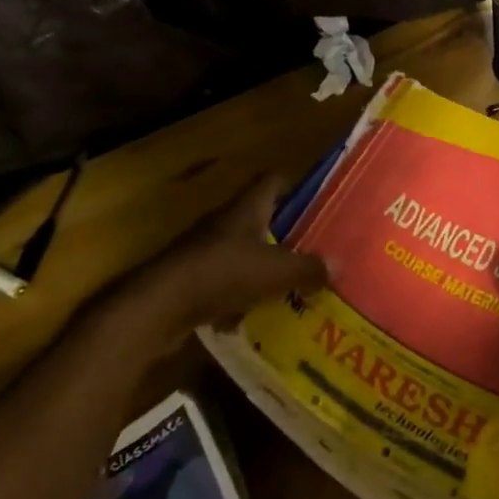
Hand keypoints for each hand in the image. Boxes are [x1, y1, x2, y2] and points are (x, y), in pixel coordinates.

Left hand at [96, 174, 327, 354]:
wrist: (160, 306)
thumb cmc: (223, 273)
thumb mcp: (276, 271)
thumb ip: (308, 268)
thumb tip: (338, 265)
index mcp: (247, 208)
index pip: (273, 180)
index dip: (296, 185)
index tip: (318, 198)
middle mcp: (224, 222)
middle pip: (260, 217)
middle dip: (284, 231)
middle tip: (313, 246)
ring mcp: (204, 250)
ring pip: (242, 251)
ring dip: (261, 266)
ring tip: (290, 283)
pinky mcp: (190, 280)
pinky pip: (223, 282)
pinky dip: (237, 296)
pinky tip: (251, 317)